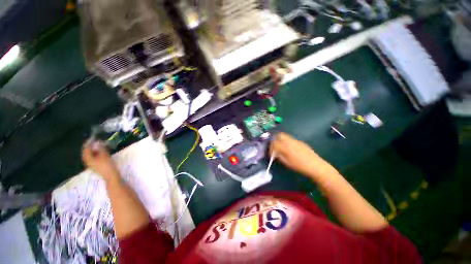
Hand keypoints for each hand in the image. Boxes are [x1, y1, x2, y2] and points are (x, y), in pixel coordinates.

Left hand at [82, 141, 120, 182]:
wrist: (111, 176)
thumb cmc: (107, 165)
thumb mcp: (104, 156)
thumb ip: (101, 148)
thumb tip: (98, 142)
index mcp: (88, 158)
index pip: (86, 148)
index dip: (89, 143)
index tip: (93, 137)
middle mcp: (88, 161)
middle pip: (87, 151)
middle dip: (91, 146)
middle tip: (97, 141)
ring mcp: (92, 163)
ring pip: (91, 154)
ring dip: (95, 149)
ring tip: (100, 145)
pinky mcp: (96, 165)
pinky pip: (94, 157)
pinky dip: (97, 153)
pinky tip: (102, 151)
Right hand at [270, 132, 335, 178]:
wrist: (316, 165)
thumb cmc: (300, 166)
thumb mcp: (287, 163)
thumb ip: (279, 156)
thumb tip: (274, 152)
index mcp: (285, 147)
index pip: (274, 143)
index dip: (271, 147)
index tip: (271, 152)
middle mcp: (290, 141)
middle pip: (279, 135)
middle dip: (275, 139)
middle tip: (274, 146)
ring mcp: (295, 140)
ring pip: (285, 136)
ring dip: (280, 139)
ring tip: (281, 146)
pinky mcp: (300, 141)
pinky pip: (290, 138)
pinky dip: (286, 141)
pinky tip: (289, 148)